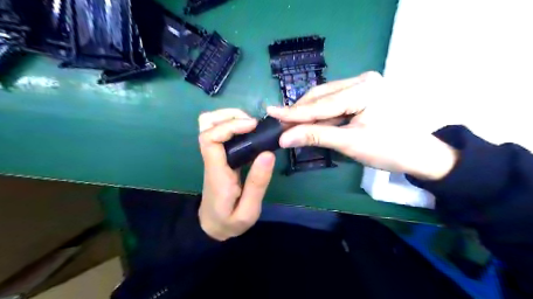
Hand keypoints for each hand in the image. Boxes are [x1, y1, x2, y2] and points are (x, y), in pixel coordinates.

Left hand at [198, 108, 276, 239]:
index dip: (230, 125)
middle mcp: (211, 159)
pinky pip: (220, 132)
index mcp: (216, 172)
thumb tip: (268, 153)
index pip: (210, 138)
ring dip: (230, 117)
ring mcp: (213, 156)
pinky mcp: (219, 157)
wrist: (212, 227)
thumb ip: (257, 183)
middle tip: (252, 123)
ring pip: (209, 124)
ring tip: (252, 125)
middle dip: (229, 115)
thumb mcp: (248, 211)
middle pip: (205, 124)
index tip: (253, 126)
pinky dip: (233, 125)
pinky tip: (249, 133)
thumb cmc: (230, 221)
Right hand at [267, 71, 457, 180]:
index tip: (271, 113)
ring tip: (290, 124)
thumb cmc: (389, 149)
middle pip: (321, 96)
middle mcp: (362, 80)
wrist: (419, 155)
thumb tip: (284, 138)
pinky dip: (320, 114)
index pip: (321, 103)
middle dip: (299, 111)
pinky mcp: (361, 94)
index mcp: (364, 89)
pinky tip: (308, 122)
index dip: (294, 112)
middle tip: (279, 122)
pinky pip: (334, 102)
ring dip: (308, 113)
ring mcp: (362, 85)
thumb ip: (315, 136)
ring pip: (325, 98)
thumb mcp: (350, 143)